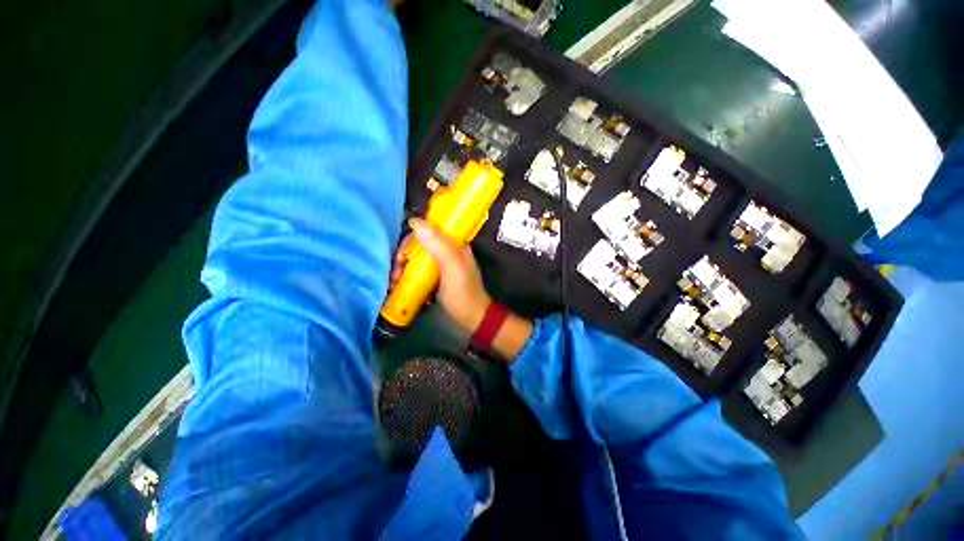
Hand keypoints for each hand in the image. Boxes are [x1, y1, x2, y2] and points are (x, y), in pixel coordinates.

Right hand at [391, 218, 491, 333]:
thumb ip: (438, 246)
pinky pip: (420, 269)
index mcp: (455, 243)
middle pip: (420, 243)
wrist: (473, 318)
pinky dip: (410, 274)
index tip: (401, 256)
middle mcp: (448, 249)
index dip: (411, 238)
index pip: (428, 229)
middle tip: (396, 274)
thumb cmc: (463, 294)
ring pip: (418, 256)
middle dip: (405, 256)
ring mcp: (442, 263)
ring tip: (395, 282)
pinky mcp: (438, 275)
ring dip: (404, 266)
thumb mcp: (452, 268)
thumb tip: (415, 222)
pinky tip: (401, 284)